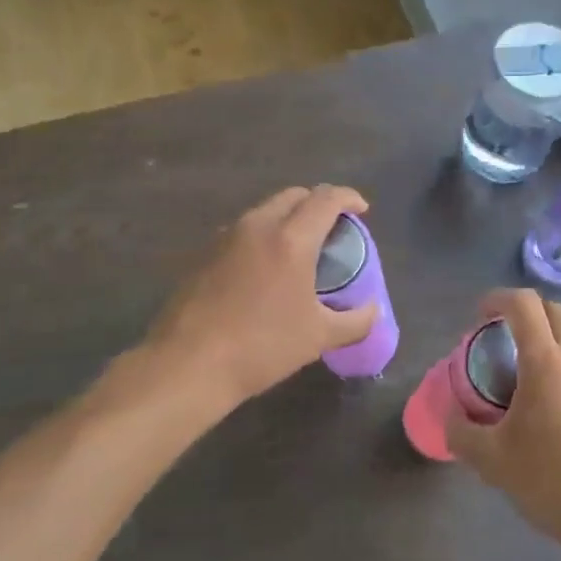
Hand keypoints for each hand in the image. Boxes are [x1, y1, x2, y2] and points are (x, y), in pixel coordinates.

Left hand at [108, 186, 379, 419]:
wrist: (188, 365)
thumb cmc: (262, 346)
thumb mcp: (319, 337)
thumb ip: (355, 320)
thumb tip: (373, 310)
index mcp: (291, 239)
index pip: (326, 199)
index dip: (349, 197)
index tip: (362, 210)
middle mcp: (258, 226)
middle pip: (294, 195)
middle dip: (318, 203)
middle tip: (333, 228)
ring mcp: (226, 237)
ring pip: (266, 210)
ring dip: (289, 218)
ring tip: (301, 248)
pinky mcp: (204, 254)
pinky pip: (244, 231)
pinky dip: (264, 236)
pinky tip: (266, 268)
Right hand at [447, 290, 560, 554]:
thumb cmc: (554, 482)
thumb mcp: (493, 462)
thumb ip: (462, 432)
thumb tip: (452, 416)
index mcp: (548, 362)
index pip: (523, 304)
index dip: (497, 298)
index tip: (480, 316)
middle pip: (551, 311)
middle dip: (523, 315)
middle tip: (501, 345)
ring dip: (547, 342)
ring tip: (528, 380)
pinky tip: (557, 407)